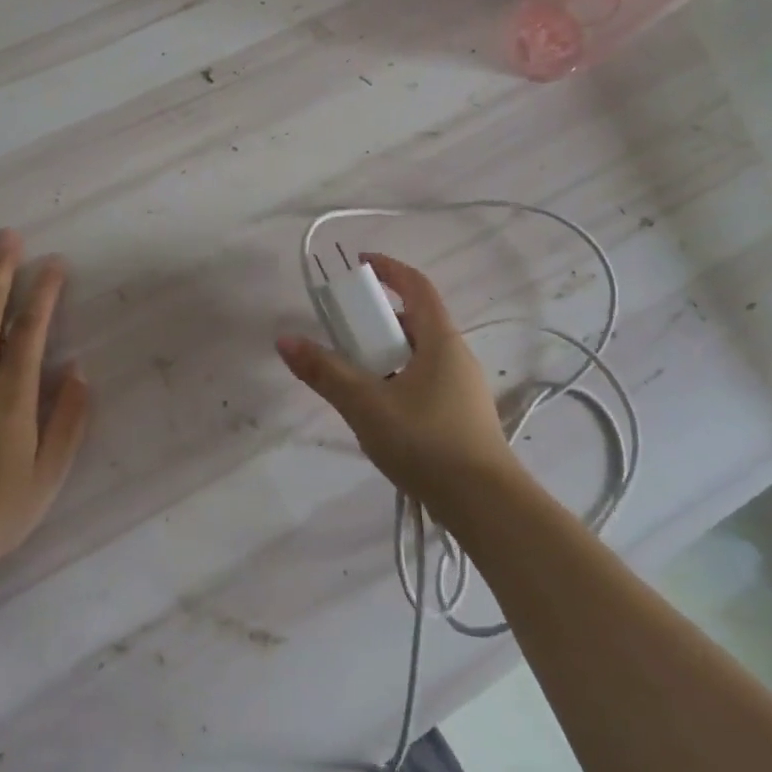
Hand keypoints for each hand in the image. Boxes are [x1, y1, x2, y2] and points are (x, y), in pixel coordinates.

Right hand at [276, 253, 520, 523]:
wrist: (486, 507)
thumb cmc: (427, 443)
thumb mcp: (367, 405)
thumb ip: (325, 372)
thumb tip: (285, 340)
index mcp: (440, 340)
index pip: (416, 286)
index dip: (389, 269)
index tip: (360, 264)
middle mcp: (456, 356)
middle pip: (415, 321)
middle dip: (377, 320)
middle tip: (343, 332)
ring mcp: (463, 389)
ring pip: (419, 355)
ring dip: (386, 354)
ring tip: (354, 376)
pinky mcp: (462, 418)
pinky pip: (424, 382)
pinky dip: (398, 380)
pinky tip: (379, 412)